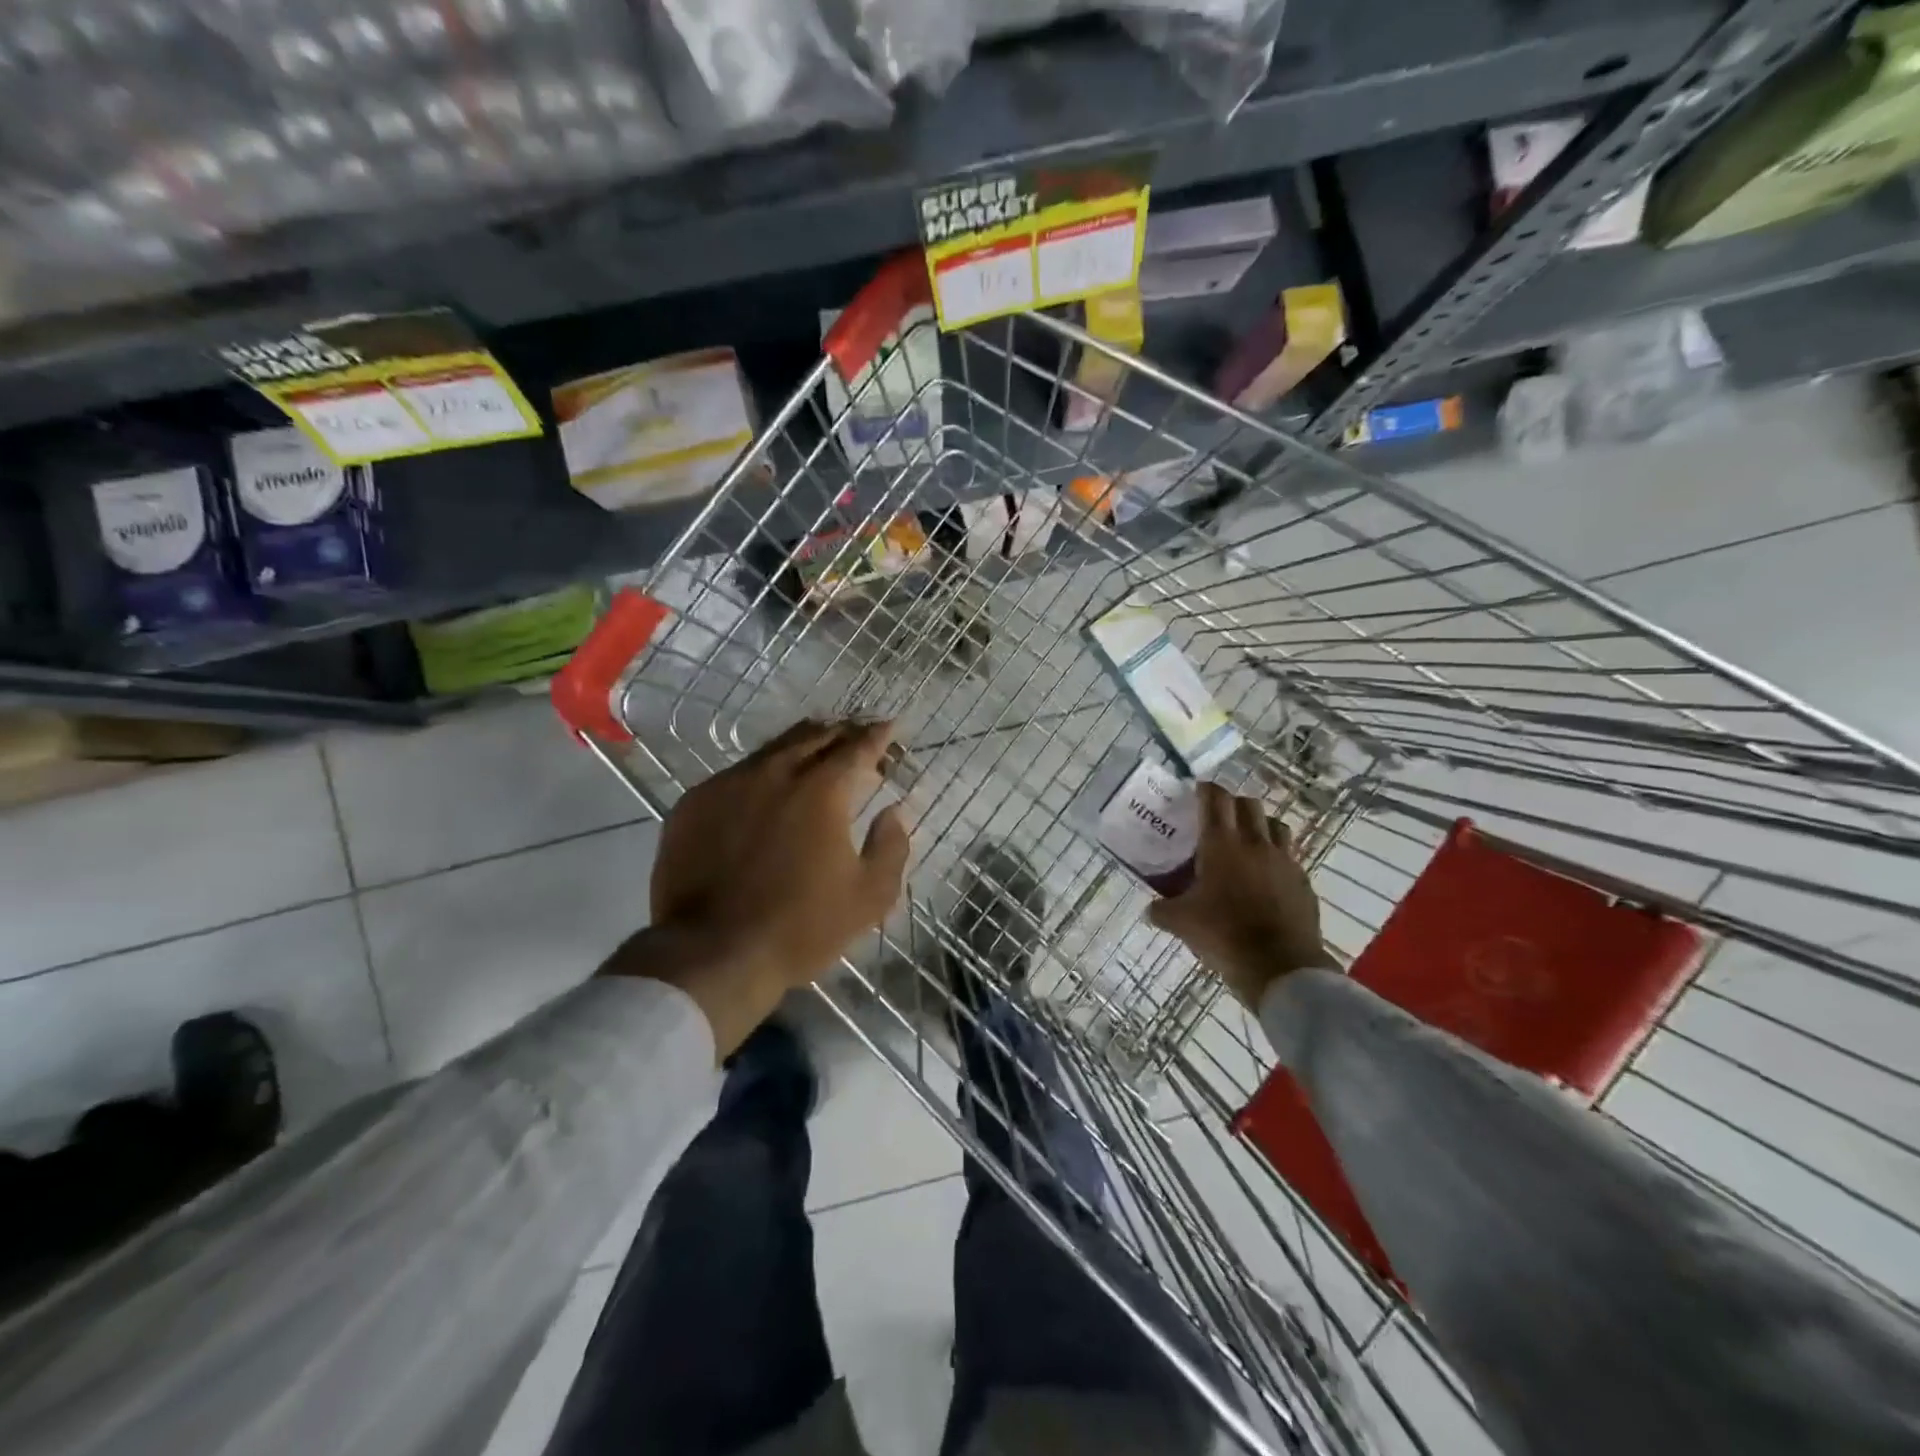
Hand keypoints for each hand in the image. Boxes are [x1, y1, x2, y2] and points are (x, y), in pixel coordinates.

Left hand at [605, 718, 909, 1054]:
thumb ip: (891, 847)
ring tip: (815, 755)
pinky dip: (762, 773)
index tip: (891, 727)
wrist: (712, 953)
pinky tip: (766, 791)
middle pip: (814, 735)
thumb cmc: (801, 928)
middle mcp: (775, 772)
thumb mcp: (869, 896)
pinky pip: (737, 774)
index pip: (857, 746)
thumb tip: (893, 812)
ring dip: (802, 747)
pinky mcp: (694, 802)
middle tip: (857, 740)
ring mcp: (729, 783)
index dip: (879, 734)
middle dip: (842, 733)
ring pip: (773, 748)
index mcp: (821, 790)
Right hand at [1147, 782, 1332, 1007]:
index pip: (1215, 798)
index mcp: (1221, 844)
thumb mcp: (1180, 923)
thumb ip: (1161, 910)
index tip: (1196, 792)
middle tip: (1218, 818)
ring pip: (1275, 825)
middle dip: (1232, 804)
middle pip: (1248, 804)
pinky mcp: (1303, 882)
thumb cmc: (1224, 934)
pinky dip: (1276, 858)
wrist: (1281, 966)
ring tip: (1246, 841)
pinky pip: (1290, 857)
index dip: (1205, 790)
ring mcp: (1284, 861)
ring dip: (1260, 825)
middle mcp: (1255, 843)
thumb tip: (1150, 910)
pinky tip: (1266, 877)